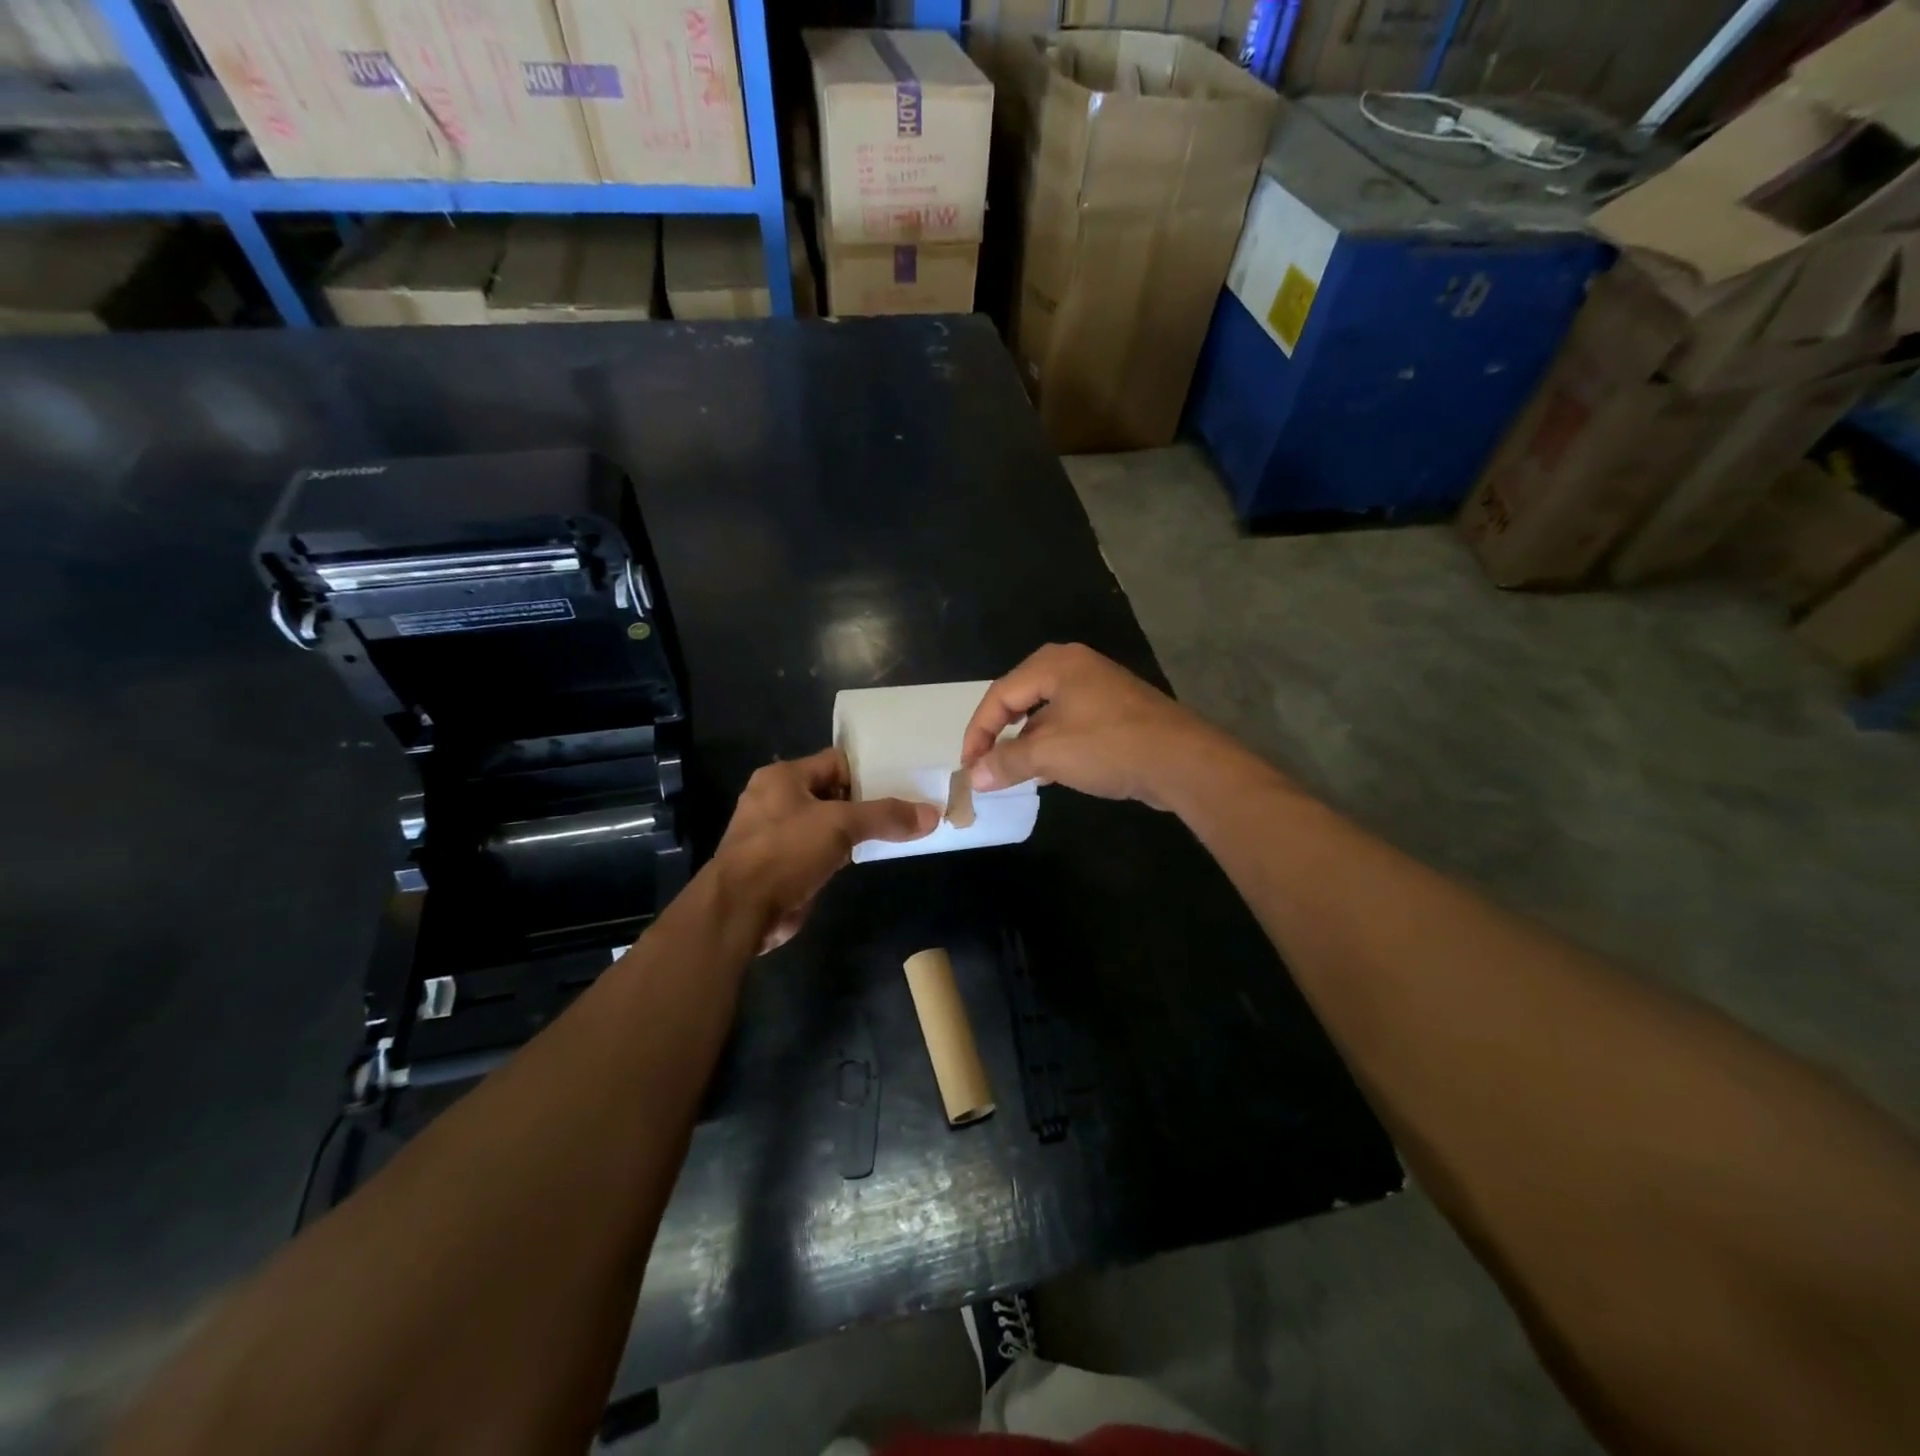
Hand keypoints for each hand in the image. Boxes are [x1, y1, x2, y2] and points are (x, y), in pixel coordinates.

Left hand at [714, 747, 937, 951]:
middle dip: (868, 801)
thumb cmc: (785, 851)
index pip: (837, 762)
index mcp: (783, 777)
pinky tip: (870, 855)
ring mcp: (778, 835)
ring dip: (856, 829)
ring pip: (828, 823)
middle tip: (909, 805)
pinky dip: (843, 852)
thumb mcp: (840, 825)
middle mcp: (777, 799)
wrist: (741, 909)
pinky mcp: (784, 865)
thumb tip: (932, 815)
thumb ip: (885, 816)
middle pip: (834, 792)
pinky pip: (821, 850)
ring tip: (898, 829)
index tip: (905, 778)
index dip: (870, 769)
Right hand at [959, 644, 1226, 810]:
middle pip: (1021, 699)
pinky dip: (1052, 745)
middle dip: (1000, 735)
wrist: (1182, 762)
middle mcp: (1075, 667)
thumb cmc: (1108, 747)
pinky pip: (1070, 724)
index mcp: (1055, 665)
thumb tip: (974, 776)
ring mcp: (1099, 688)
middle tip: (987, 764)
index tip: (969, 765)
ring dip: (1026, 743)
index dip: (978, 731)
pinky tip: (1049, 772)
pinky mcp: (1115, 711)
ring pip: (1046, 713)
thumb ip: (1006, 761)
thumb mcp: (1049, 754)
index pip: (1000, 694)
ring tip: (1014, 773)